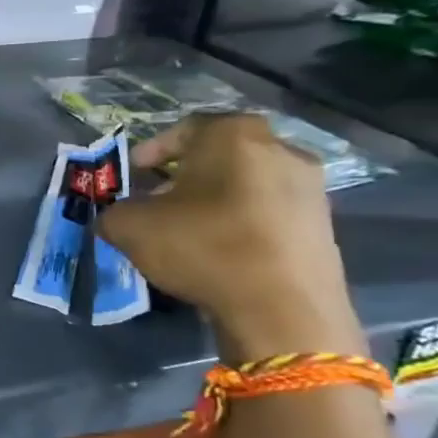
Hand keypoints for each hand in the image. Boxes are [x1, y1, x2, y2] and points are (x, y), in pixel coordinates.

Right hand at [97, 113, 365, 361]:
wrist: (283, 308)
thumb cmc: (203, 246)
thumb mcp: (129, 227)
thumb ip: (114, 212)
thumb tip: (117, 216)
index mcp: (233, 135)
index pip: (184, 128)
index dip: (151, 151)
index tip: (132, 175)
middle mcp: (281, 149)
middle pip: (220, 155)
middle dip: (184, 176)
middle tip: (156, 202)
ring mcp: (311, 188)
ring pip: (247, 184)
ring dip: (214, 200)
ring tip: (186, 231)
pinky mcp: (324, 226)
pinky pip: (269, 212)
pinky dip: (242, 223)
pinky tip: (220, 251)